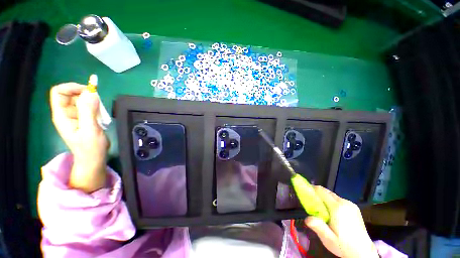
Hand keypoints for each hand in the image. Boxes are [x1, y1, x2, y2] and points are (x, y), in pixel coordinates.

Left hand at [50, 83, 108, 192]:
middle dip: (85, 95)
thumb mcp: (90, 129)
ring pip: (80, 100)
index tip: (89, 91)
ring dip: (92, 102)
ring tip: (101, 112)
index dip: (71, 87)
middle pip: (70, 94)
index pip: (59, 92)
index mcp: (62, 115)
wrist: (93, 158)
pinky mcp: (83, 119)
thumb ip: (89, 111)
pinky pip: (87, 107)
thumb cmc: (90, 147)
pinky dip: (95, 107)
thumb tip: (91, 93)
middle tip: (98, 102)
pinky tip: (101, 115)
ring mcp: (74, 116)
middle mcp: (66, 113)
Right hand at [305, 186, 378, 257]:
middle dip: (317, 193)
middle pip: (327, 192)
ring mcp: (351, 204)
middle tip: (310, 200)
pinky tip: (331, 212)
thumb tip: (307, 218)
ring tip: (320, 208)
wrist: (363, 252)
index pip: (321, 191)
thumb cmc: (343, 245)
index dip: (311, 189)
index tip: (304, 191)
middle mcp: (345, 202)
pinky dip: (331, 201)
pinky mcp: (354, 208)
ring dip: (324, 198)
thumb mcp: (328, 239)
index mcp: (338, 208)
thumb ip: (317, 226)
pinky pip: (339, 200)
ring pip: (333, 195)